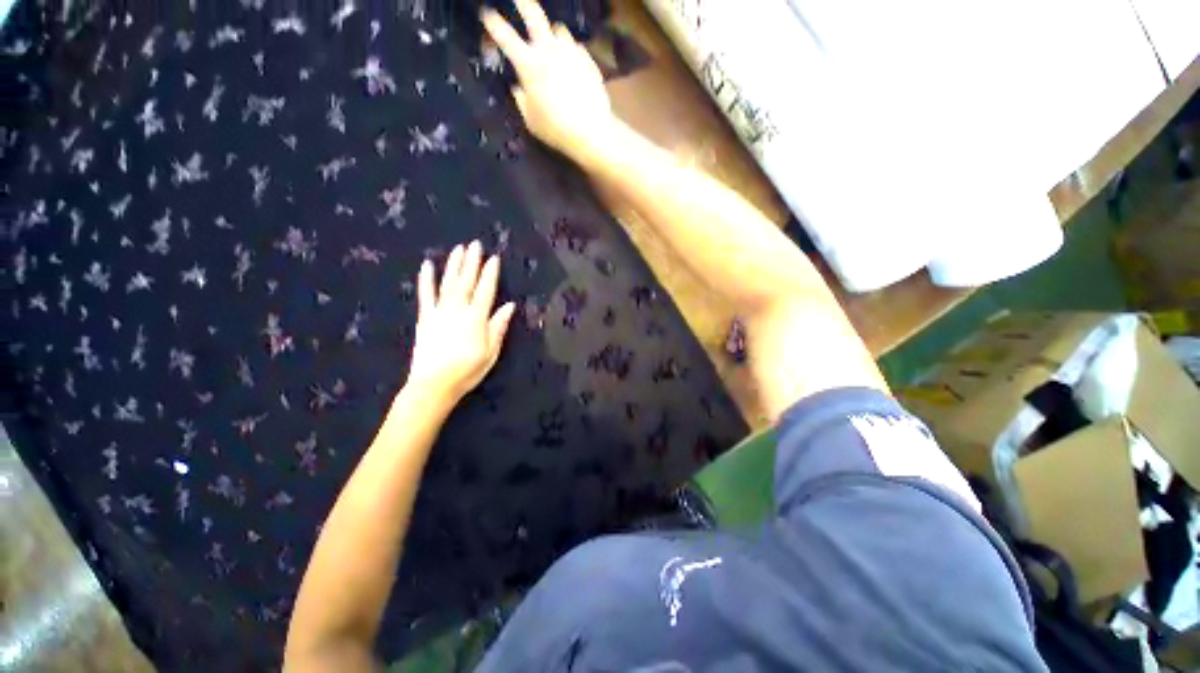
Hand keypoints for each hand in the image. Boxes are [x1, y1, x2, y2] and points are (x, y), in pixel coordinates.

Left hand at [406, 241, 515, 404]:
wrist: (434, 384)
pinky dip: (426, 279)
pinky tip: (428, 265)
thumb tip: (509, 306)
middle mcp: (458, 309)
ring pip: (448, 283)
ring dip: (454, 265)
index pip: (486, 290)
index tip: (494, 258)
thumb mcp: (491, 351)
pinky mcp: (425, 317)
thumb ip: (498, 326)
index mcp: (477, 318)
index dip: (490, 273)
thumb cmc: (468, 370)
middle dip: (472, 262)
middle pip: (467, 281)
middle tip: (475, 244)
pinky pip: (426, 295)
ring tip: (458, 249)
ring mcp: (439, 312)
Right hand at [482, 0, 616, 161]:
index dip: (493, 22)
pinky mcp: (587, 59)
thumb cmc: (556, 129)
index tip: (486, 14)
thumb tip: (518, 87)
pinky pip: (575, 47)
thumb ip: (521, 99)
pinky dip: (569, 52)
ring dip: (551, 34)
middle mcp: (548, 50)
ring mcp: (570, 52)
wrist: (591, 131)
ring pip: (558, 29)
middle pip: (533, 13)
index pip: (504, 35)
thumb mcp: (530, 120)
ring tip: (551, 45)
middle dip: (522, 2)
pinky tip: (571, 65)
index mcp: (528, 64)